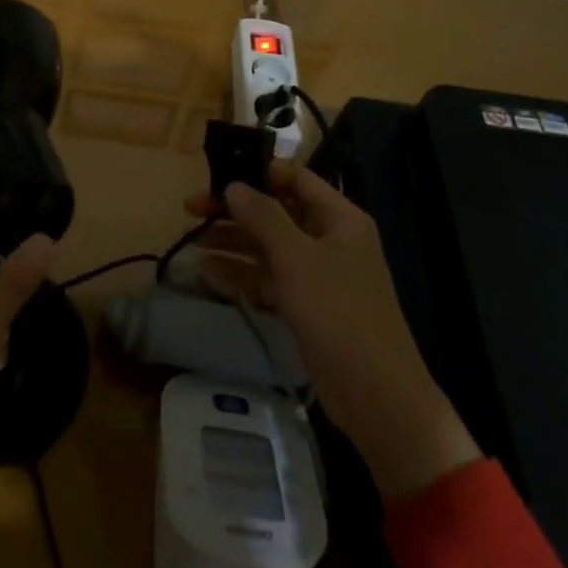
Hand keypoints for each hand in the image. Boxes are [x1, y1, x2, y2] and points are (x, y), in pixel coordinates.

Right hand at [186, 163, 478, 502]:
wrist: (376, 395)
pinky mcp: (305, 306)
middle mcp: (329, 240)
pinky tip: (208, 272)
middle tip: (190, 208)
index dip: (258, 172)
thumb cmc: (339, 313)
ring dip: (232, 242)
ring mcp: (317, 275)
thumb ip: (263, 217)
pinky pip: (268, 279)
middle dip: (235, 210)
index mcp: (340, 219)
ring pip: (268, 247)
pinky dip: (241, 274)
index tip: (217, 173)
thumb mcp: (296, 258)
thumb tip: (233, 185)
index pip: (296, 179)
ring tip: (192, 240)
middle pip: (276, 213)